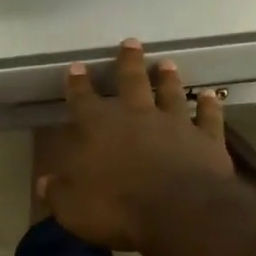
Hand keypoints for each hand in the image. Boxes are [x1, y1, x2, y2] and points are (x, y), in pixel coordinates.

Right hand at [40, 41, 232, 250]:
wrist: (179, 212)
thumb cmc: (117, 209)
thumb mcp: (73, 208)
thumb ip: (58, 193)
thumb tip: (44, 184)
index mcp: (99, 129)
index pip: (83, 100)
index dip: (77, 84)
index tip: (76, 67)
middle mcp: (137, 116)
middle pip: (131, 82)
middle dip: (128, 62)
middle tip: (130, 43)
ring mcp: (175, 124)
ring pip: (171, 93)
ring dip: (168, 78)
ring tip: (167, 63)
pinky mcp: (206, 139)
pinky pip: (209, 117)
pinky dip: (210, 105)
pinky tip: (211, 96)